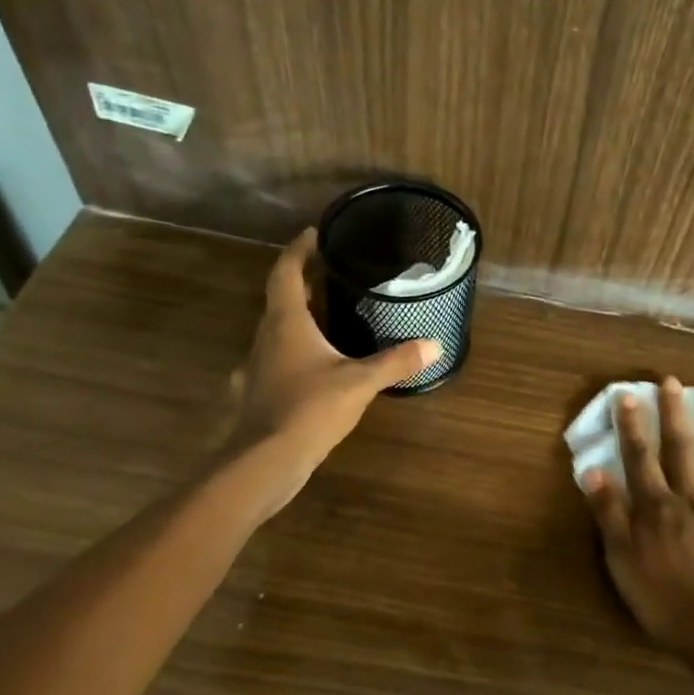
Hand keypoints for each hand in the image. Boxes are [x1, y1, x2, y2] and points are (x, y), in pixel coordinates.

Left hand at [228, 229, 439, 490]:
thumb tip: (434, 345)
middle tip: (332, 272)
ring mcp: (259, 366)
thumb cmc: (309, 408)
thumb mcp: (359, 382)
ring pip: (277, 330)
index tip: (315, 234)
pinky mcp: (260, 392)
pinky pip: (277, 359)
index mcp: (286, 322)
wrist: (266, 461)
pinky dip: (294, 352)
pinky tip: (312, 366)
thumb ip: (395, 362)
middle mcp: (266, 337)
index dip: (298, 250)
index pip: (286, 272)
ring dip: (299, 317)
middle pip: (280, 299)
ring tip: (329, 314)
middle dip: (304, 282)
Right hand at [581, 377, 693, 657]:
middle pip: (682, 450)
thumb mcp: (620, 559)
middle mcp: (691, 499)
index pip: (640, 457)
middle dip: (675, 414)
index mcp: (657, 507)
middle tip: (673, 382)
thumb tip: (593, 471)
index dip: (632, 426)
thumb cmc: (660, 599)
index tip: (628, 394)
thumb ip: (608, 513)